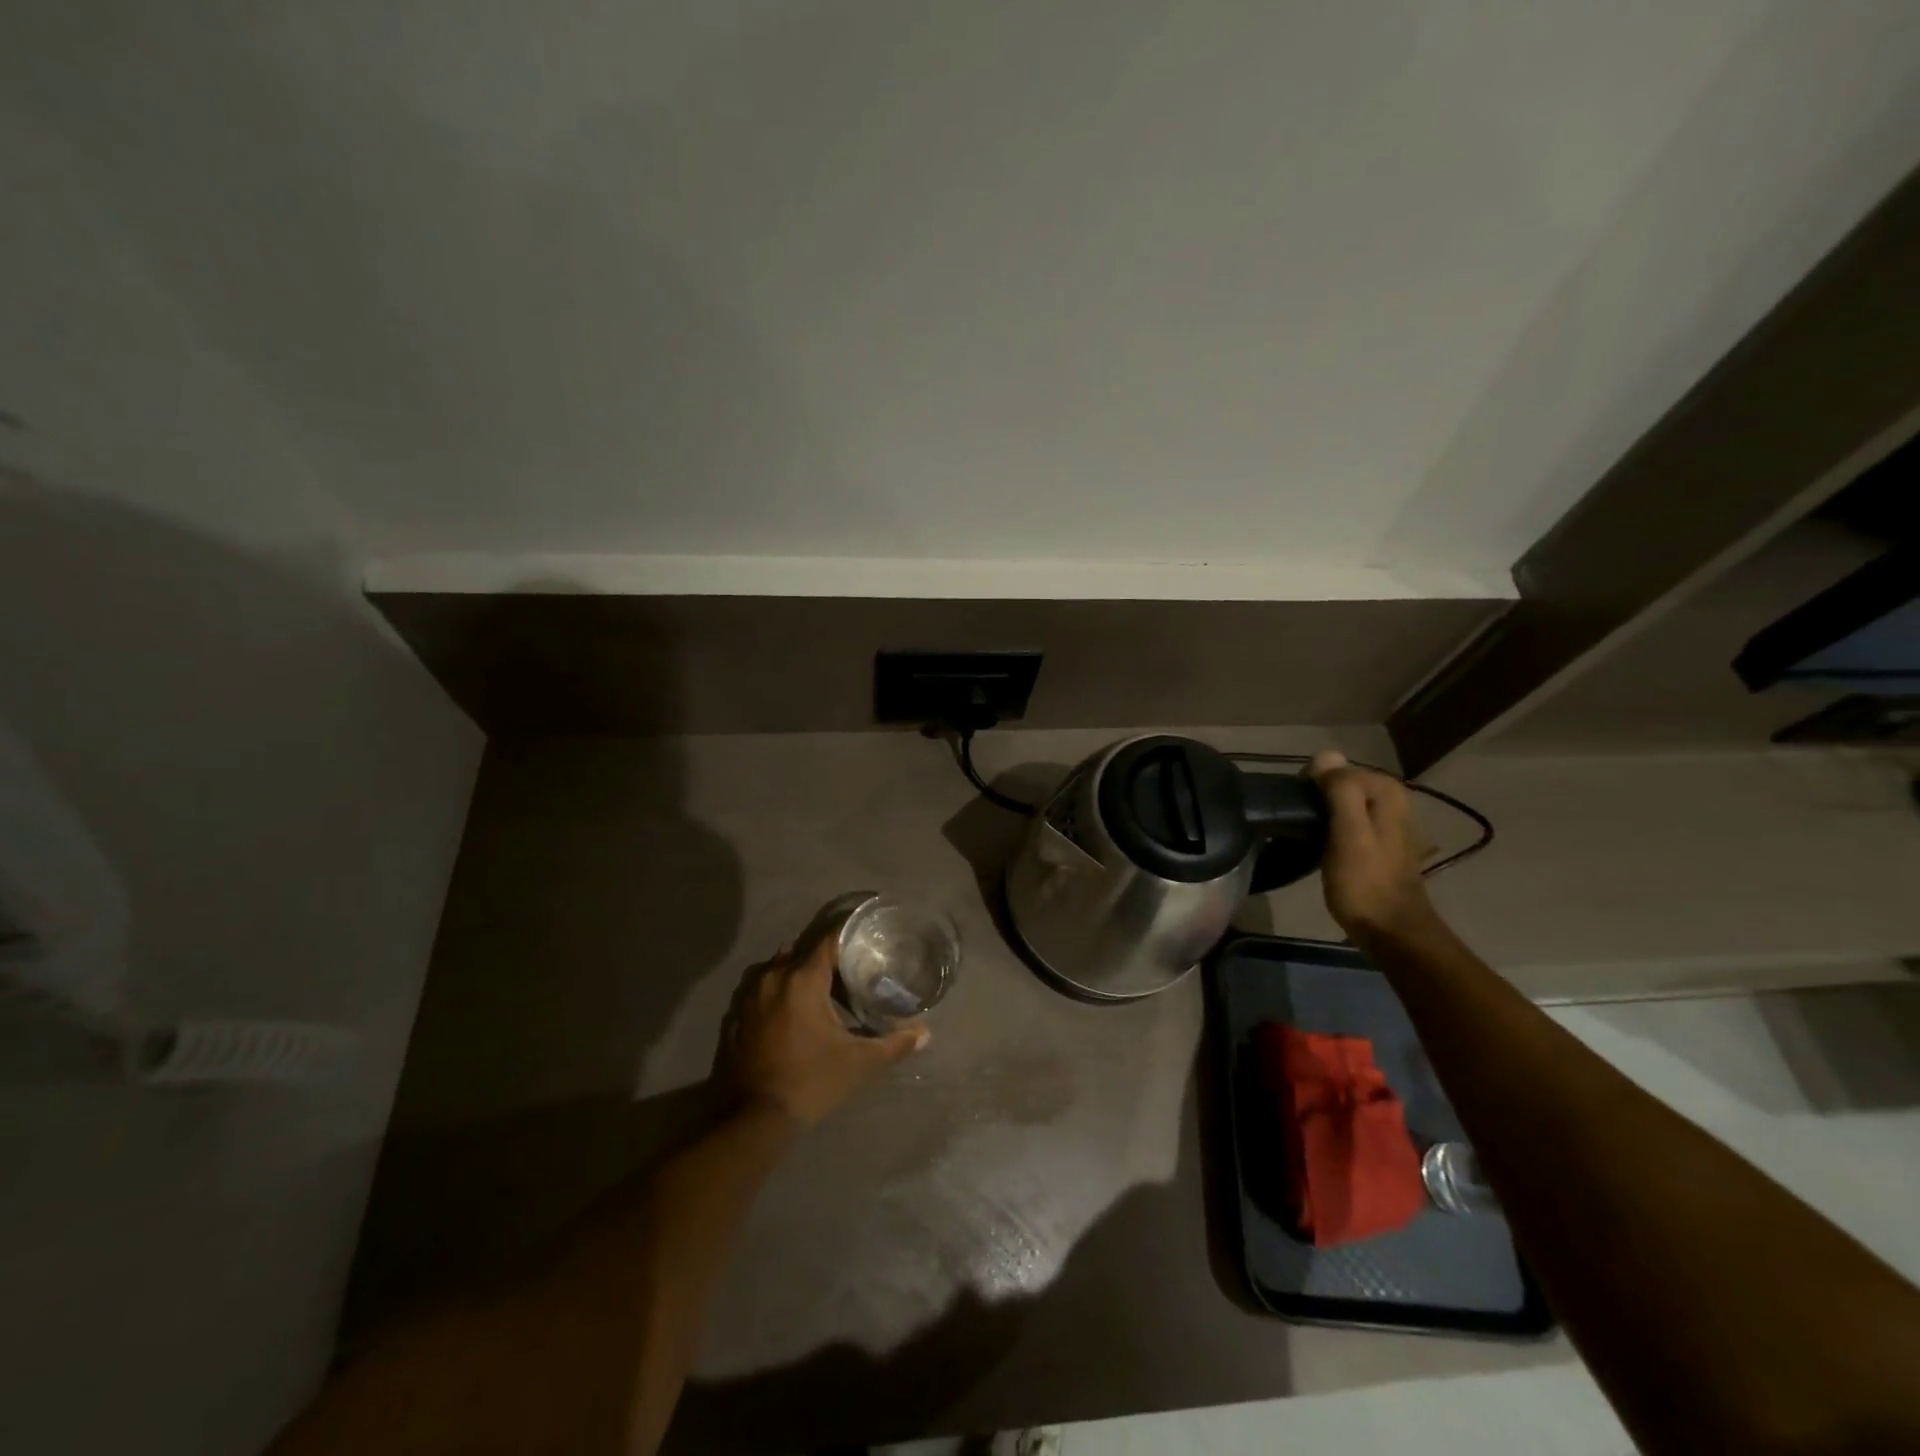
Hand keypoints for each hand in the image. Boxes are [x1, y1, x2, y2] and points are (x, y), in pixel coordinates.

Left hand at [722, 935, 928, 1128]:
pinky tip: (789, 1013)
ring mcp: (748, 997)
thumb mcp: (859, 1063)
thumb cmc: (811, 1081)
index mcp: (803, 979)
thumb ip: (894, 1044)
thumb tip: (925, 1034)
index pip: (828, 941)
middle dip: (823, 957)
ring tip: (819, 989)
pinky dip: (775, 994)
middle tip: (848, 970)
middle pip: (801, 951)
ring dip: (796, 972)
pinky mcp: (735, 1018)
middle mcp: (773, 978)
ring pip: (776, 969)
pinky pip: (758, 991)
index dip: (848, 936)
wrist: (753, 1119)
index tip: (865, 938)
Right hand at [1308, 751, 1438, 942]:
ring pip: (1340, 801)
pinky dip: (1330, 826)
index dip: (1311, 785)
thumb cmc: (1365, 883)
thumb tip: (1324, 754)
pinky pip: (1346, 818)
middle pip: (1339, 783)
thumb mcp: (1348, 834)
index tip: (1298, 811)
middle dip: (1316, 797)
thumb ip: (1340, 791)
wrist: (1391, 931)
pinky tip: (1320, 844)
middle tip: (1299, 825)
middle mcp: (1391, 798)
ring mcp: (1386, 820)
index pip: (1335, 767)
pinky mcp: (1376, 840)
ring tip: (1305, 835)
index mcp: (1386, 791)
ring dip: (1320, 813)